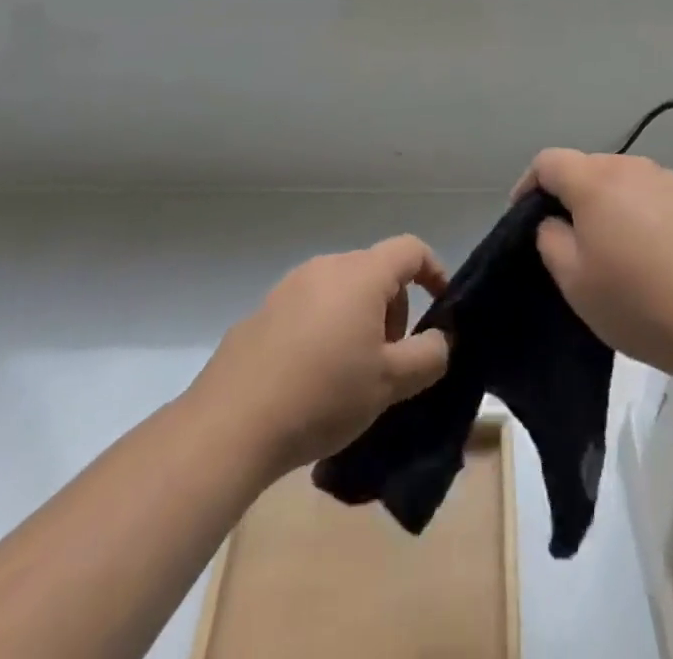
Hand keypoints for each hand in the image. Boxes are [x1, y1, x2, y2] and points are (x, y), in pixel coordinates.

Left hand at [190, 236, 450, 477]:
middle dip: (393, 309)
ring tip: (350, 374)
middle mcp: (326, 267)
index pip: (411, 250)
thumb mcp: (390, 383)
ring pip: (342, 291)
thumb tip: (440, 339)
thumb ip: (428, 355)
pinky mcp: (262, 313)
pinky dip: (324, 331)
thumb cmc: (323, 394)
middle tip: (389, 360)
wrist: (231, 424)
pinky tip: (310, 379)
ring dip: (358, 321)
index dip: (434, 271)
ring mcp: (289, 287)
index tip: (441, 305)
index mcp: (362, 274)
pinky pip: (309, 310)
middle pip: (376, 272)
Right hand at [516, 150, 672, 386]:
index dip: (529, 184)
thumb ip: (551, 239)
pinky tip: (653, 255)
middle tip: (569, 238)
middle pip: (588, 167)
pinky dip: (642, 214)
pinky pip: (655, 197)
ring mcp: (671, 181)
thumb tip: (556, 221)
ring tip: (613, 248)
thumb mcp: (574, 281)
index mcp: (596, 181)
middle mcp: (633, 168)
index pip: (549, 161)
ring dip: (609, 204)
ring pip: (624, 181)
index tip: (524, 215)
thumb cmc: (639, 303)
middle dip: (571, 194)